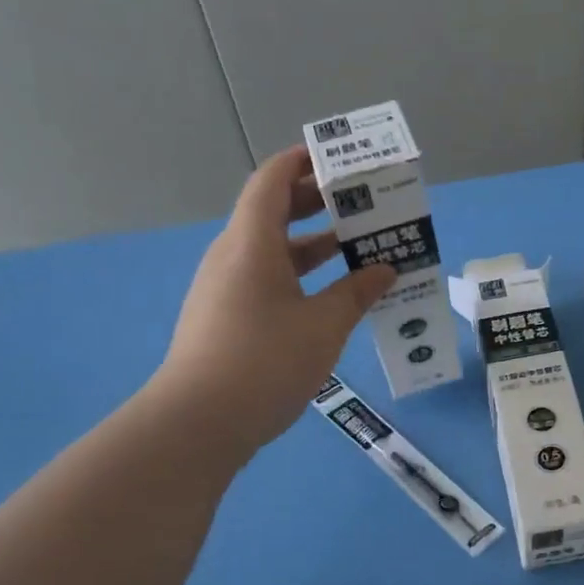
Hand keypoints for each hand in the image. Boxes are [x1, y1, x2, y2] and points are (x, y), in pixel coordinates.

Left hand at [152, 146, 393, 453]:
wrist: (198, 423)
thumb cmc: (265, 361)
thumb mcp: (323, 326)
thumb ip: (356, 293)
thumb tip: (385, 269)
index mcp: (252, 243)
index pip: (272, 181)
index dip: (302, 163)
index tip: (339, 161)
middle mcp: (232, 256)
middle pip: (272, 212)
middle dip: (316, 203)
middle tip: (361, 204)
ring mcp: (224, 289)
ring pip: (271, 251)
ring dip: (312, 245)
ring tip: (357, 248)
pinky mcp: (225, 318)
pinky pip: (266, 280)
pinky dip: (298, 276)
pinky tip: (329, 297)